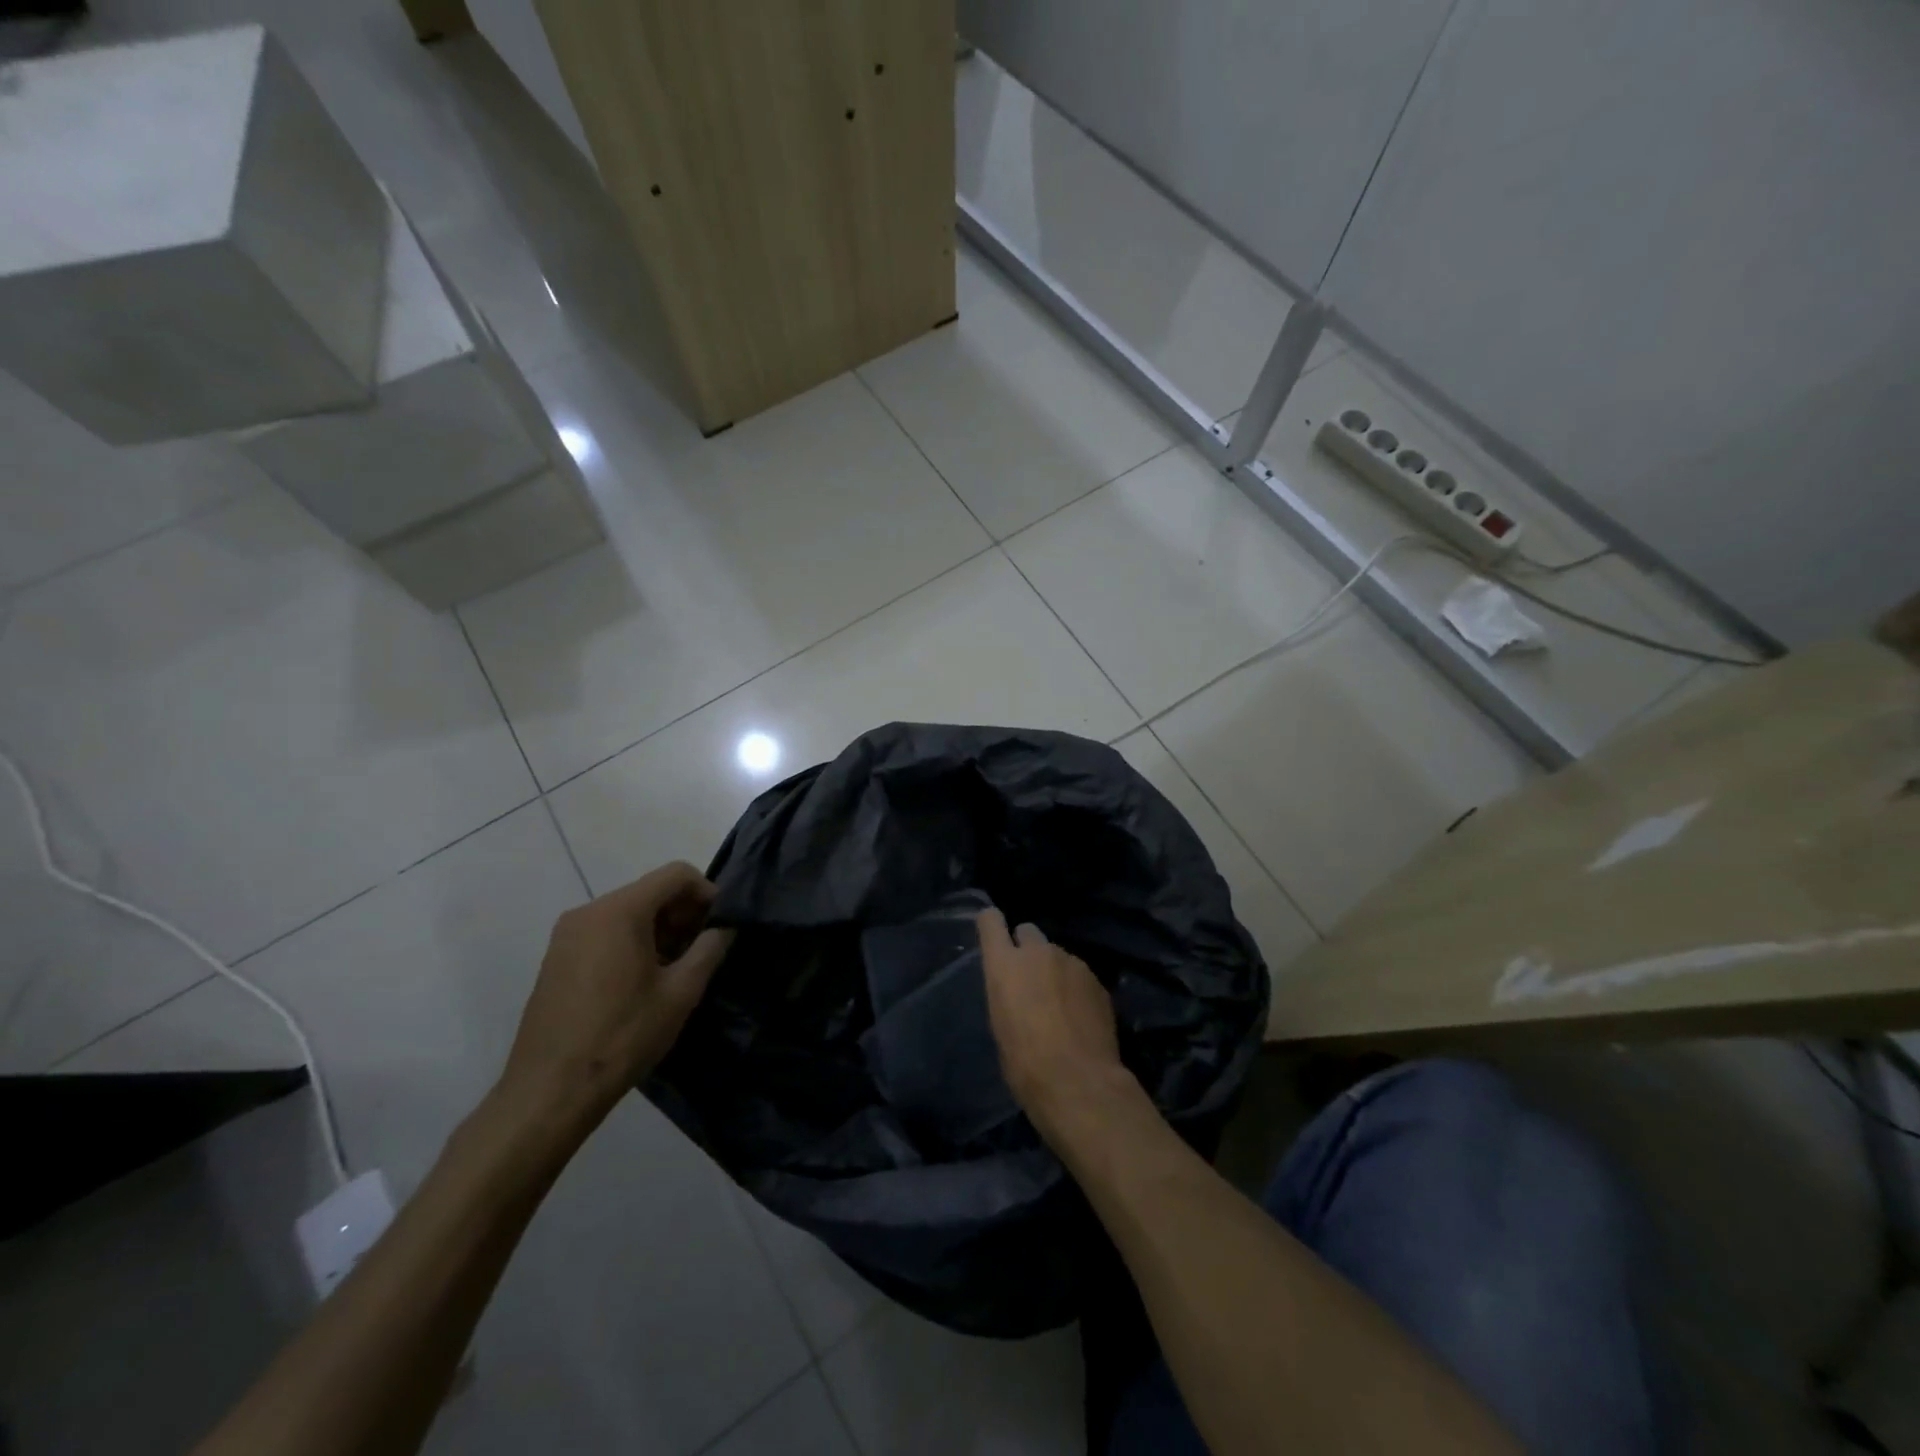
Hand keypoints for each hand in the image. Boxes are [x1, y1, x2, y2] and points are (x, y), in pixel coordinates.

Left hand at [497, 862, 732, 1131]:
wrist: (549, 1092)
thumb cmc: (622, 1036)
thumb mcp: (681, 993)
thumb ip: (710, 949)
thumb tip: (725, 927)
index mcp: (619, 911)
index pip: (676, 874)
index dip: (707, 892)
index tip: (721, 926)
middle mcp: (588, 911)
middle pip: (651, 891)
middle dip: (684, 914)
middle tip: (704, 950)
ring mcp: (567, 935)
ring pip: (629, 913)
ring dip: (661, 930)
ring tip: (678, 970)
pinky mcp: (557, 959)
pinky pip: (606, 933)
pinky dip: (634, 943)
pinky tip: (645, 981)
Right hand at [976, 908, 1130, 1136]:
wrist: (1078, 1081)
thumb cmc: (1024, 1063)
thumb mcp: (1000, 1024)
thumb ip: (1007, 993)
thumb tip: (1016, 991)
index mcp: (1005, 965)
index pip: (991, 921)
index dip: (991, 924)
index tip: (993, 932)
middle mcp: (1038, 953)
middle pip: (1028, 932)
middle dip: (1027, 948)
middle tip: (1030, 978)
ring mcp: (1071, 962)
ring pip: (1057, 955)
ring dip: (1054, 971)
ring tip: (1060, 1005)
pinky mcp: (1096, 980)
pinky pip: (1079, 975)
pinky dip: (1076, 988)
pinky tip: (1080, 1016)